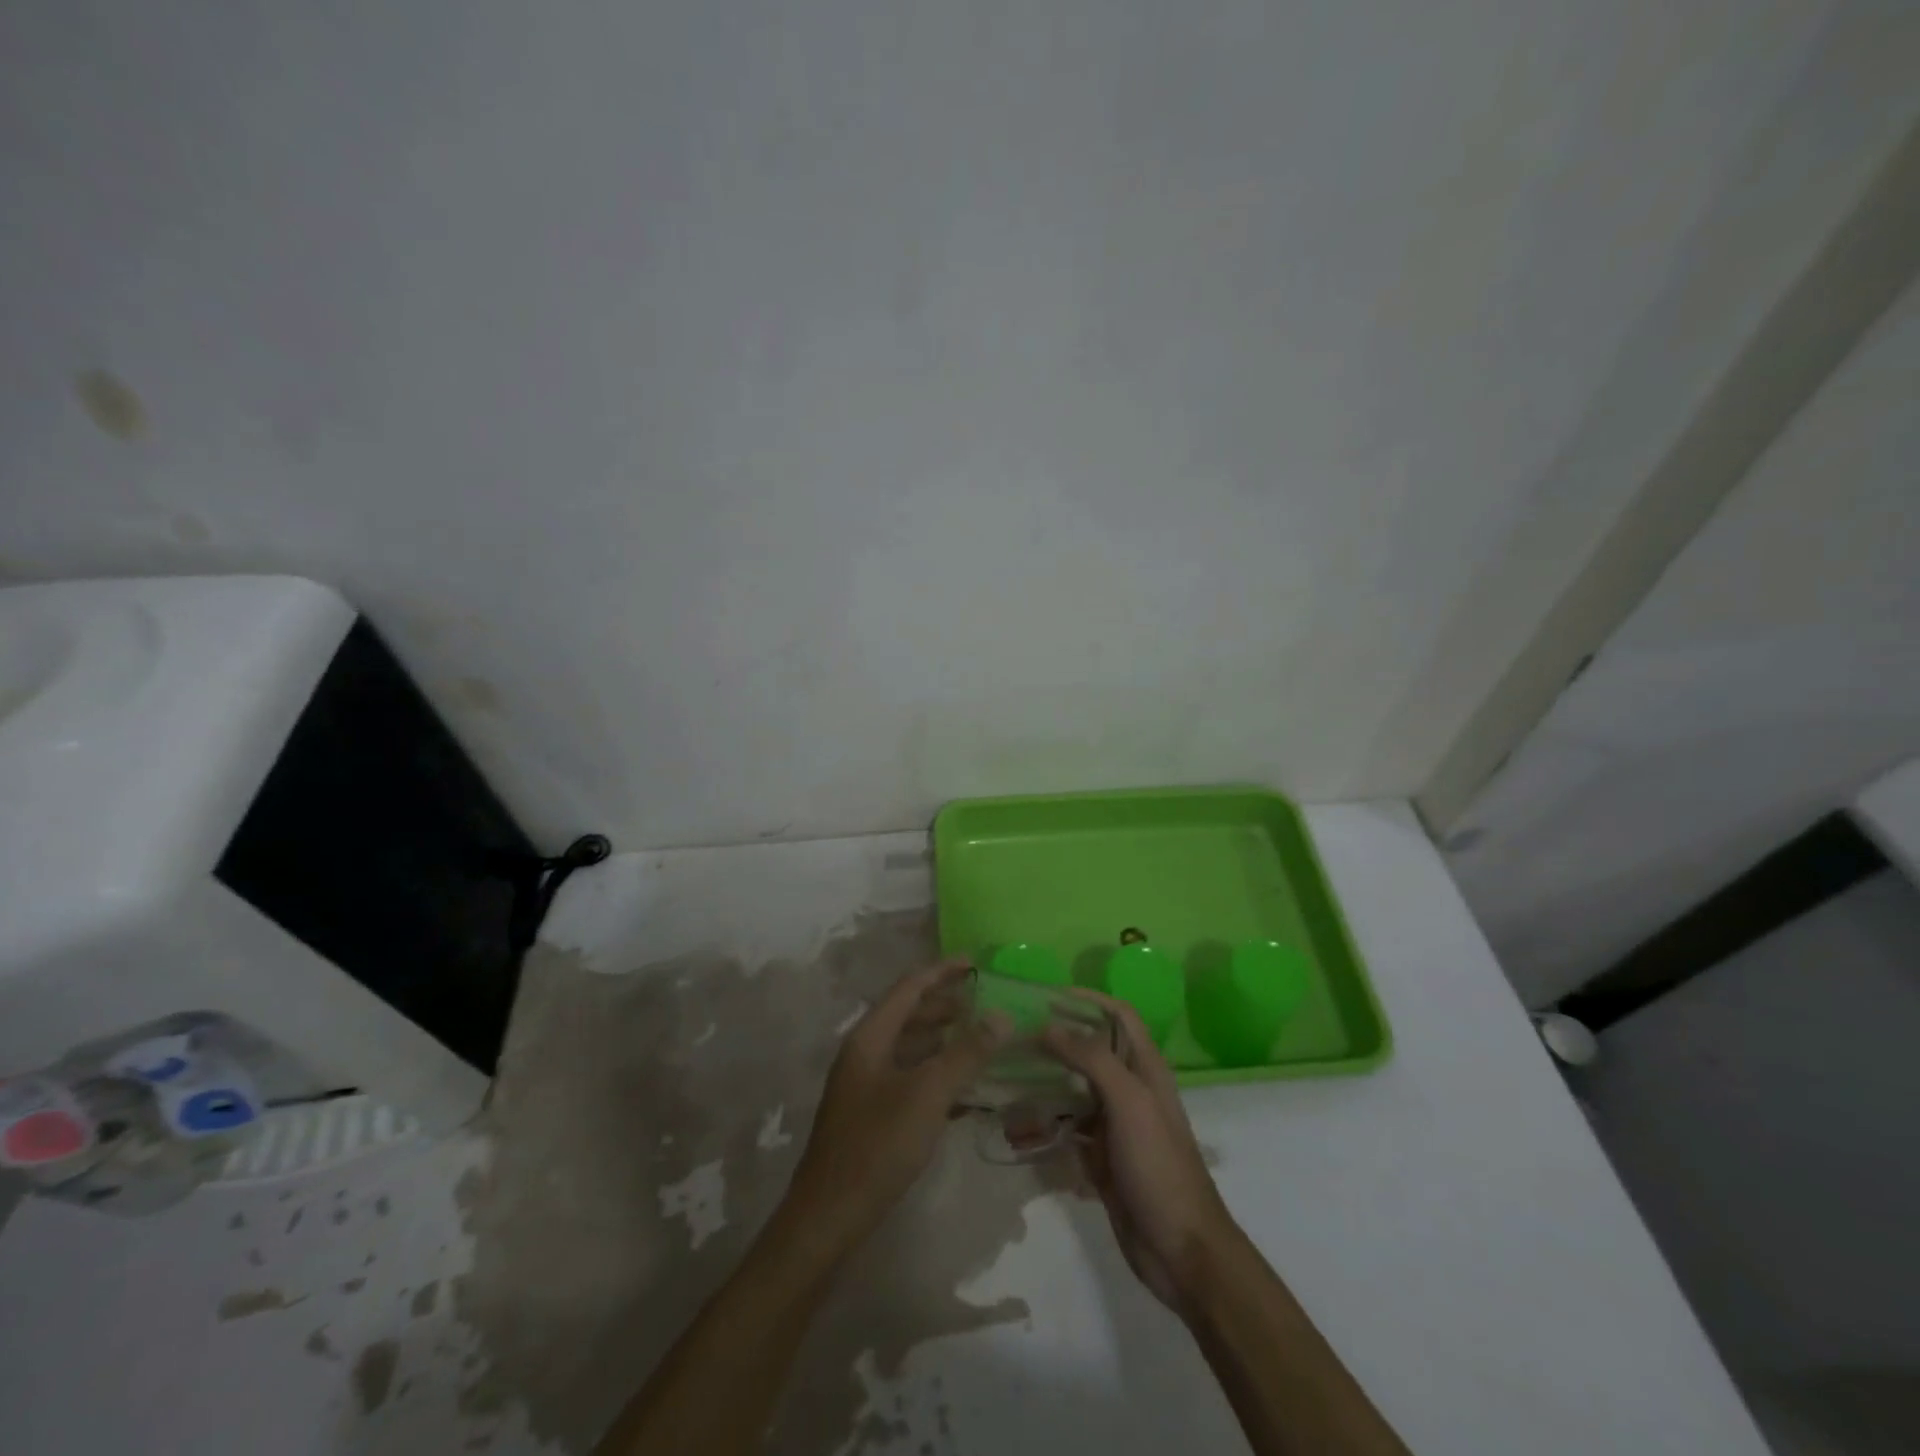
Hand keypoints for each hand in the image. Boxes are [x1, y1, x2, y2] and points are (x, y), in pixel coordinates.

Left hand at [782, 960, 1007, 1253]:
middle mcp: (865, 1052)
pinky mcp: (871, 1114)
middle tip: (984, 1002)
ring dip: (943, 1039)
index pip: (909, 988)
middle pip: (908, 1014)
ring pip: (909, 1047)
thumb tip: (1002, 1015)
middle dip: (945, 1005)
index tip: (975, 963)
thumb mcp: (928, 1094)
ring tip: (979, 1039)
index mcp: (870, 1037)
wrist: (829, 1216)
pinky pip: (909, 1077)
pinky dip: (936, 1072)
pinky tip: (964, 1088)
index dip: (942, 972)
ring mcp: (865, 1085)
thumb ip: (966, 1053)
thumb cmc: (878, 1145)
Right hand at [1045, 993, 1240, 1312]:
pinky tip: (1015, 1127)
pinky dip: (1043, 1126)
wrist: (1180, 1251)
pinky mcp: (1100, 1157)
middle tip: (1014, 1036)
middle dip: (1056, 1040)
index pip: (1118, 1016)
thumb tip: (1050, 1025)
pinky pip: (1066, 1130)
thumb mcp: (1129, 1102)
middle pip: (1090, 1051)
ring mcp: (1114, 1125)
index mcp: (1145, 1068)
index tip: (1048, 995)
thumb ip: (1092, 1059)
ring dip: (1043, 1084)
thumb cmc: (1159, 1165)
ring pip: (1073, 1091)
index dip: (1089, 999)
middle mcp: (1129, 1089)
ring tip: (1005, 1077)